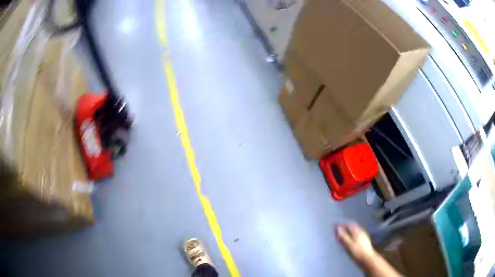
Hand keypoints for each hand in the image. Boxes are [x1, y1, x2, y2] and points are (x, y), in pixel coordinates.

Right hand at [336, 222, 375, 263]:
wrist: (367, 258)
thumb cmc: (357, 252)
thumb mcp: (348, 244)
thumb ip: (343, 236)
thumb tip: (338, 228)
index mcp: (357, 231)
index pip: (349, 224)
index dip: (341, 224)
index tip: (335, 225)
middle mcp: (361, 231)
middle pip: (352, 226)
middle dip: (345, 227)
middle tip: (338, 229)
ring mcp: (363, 236)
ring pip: (354, 230)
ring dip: (348, 231)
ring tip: (342, 234)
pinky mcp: (364, 240)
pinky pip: (356, 234)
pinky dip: (351, 234)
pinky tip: (349, 239)